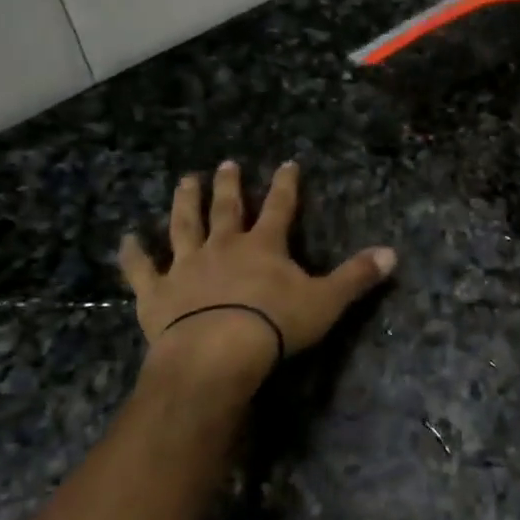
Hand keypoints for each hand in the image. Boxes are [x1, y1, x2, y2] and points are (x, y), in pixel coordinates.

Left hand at [118, 161, 395, 393]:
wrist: (215, 355)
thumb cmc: (274, 325)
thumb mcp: (326, 301)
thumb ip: (357, 276)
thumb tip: (393, 254)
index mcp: (264, 245)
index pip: (280, 206)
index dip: (285, 184)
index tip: (287, 163)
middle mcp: (224, 246)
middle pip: (227, 208)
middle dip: (229, 185)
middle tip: (226, 164)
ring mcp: (187, 266)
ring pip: (184, 225)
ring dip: (185, 202)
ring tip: (185, 180)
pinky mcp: (157, 293)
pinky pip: (142, 268)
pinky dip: (133, 253)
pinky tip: (126, 238)